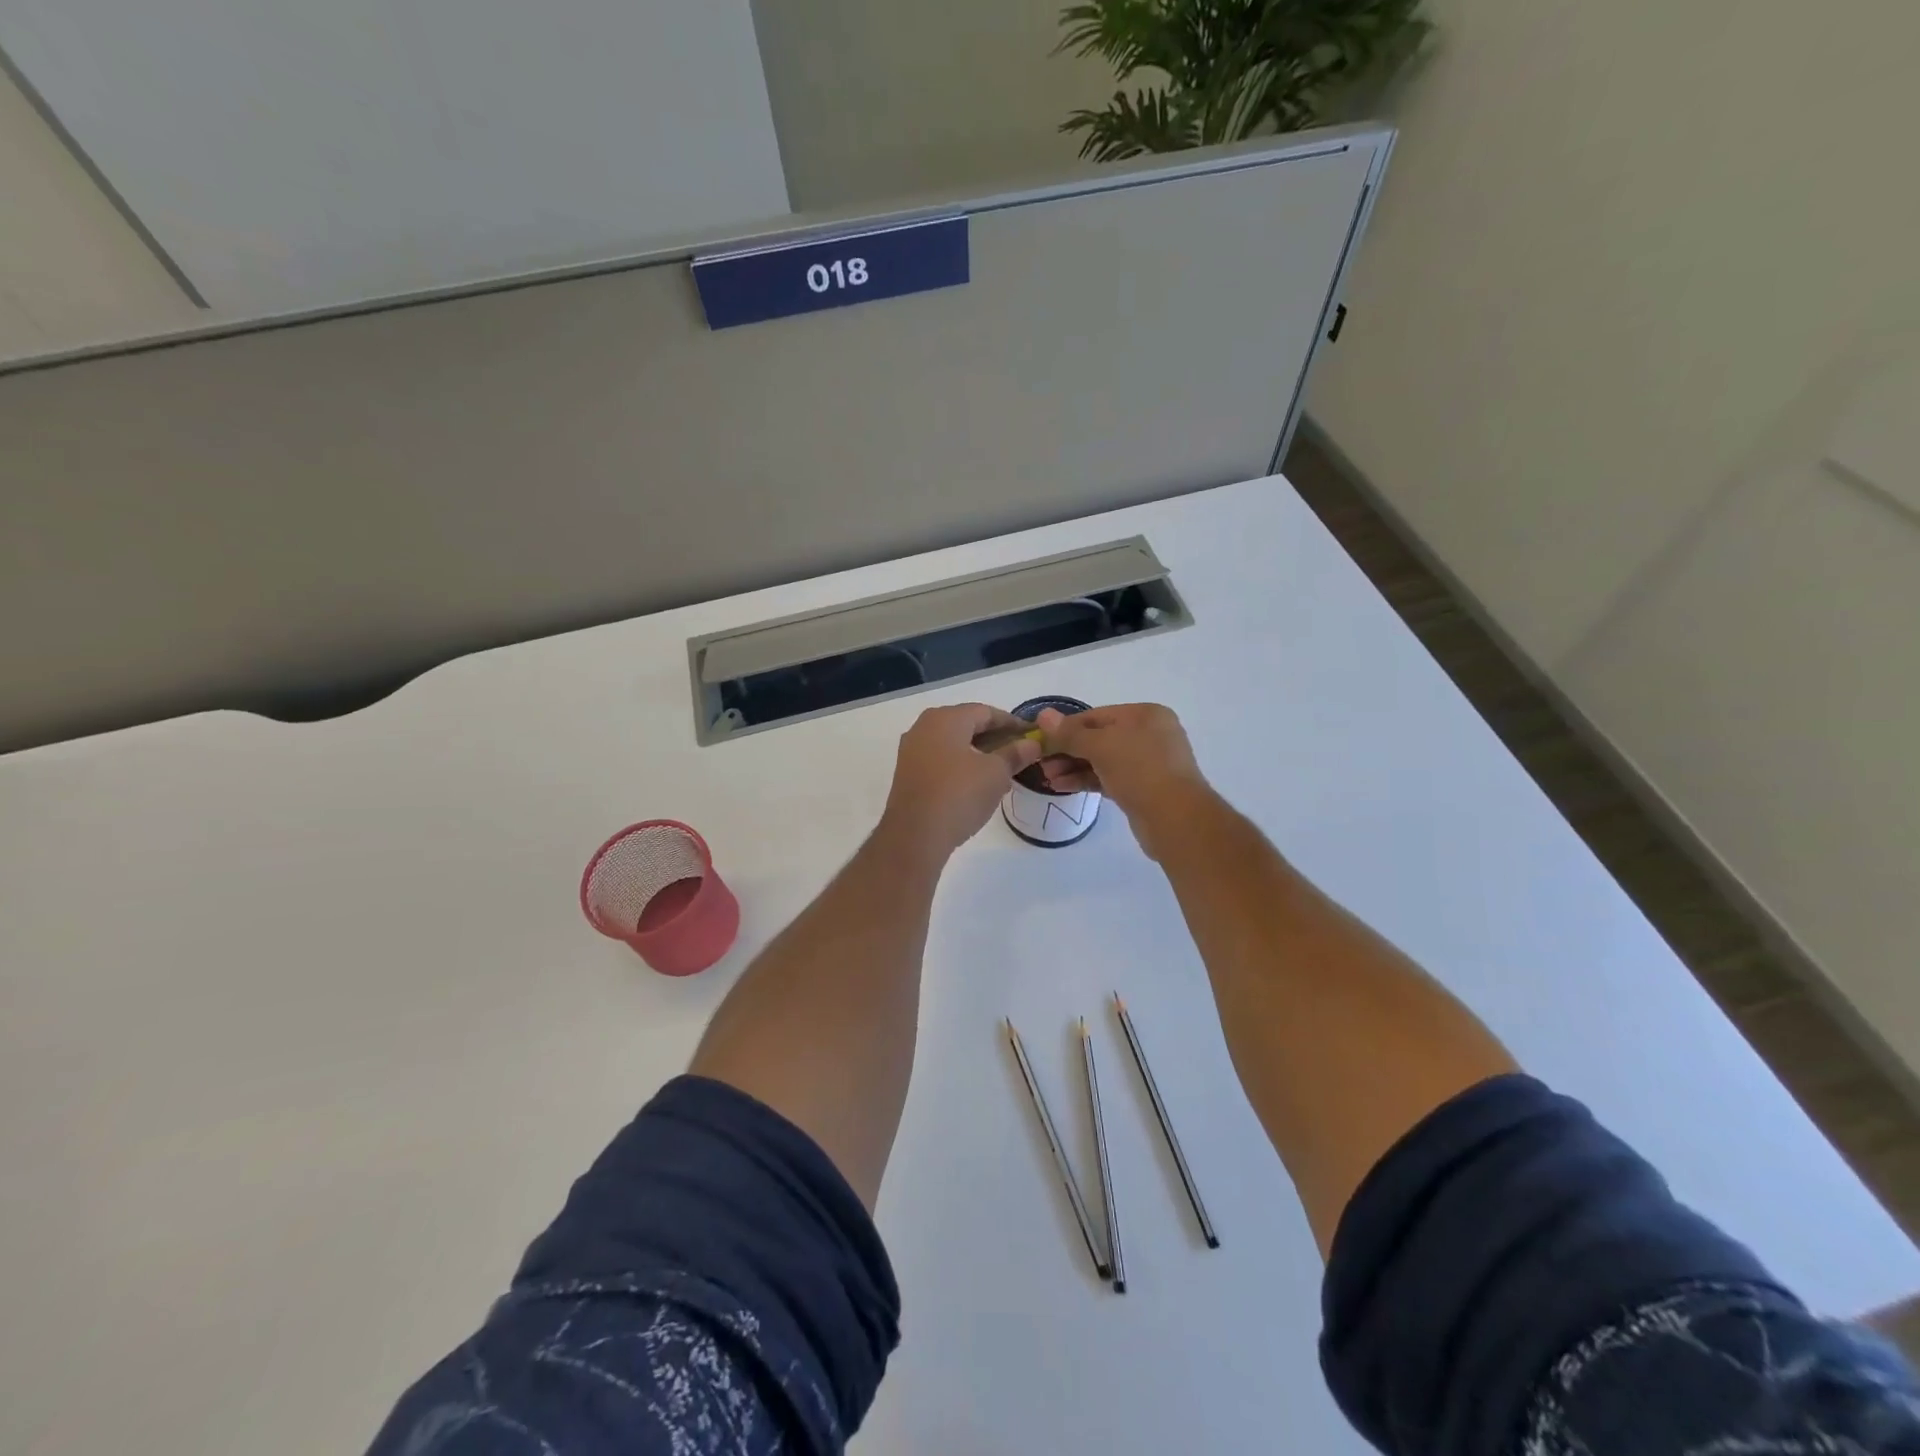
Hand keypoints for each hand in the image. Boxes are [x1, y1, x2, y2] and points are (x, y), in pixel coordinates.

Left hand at [878, 704, 1043, 861]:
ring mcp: (911, 751)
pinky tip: (977, 786)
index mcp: (945, 718)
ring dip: (978, 755)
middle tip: (1018, 755)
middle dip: (995, 739)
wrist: (915, 835)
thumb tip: (1032, 744)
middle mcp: (924, 727)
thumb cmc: (959, 794)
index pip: (985, 711)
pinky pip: (940, 761)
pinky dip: (961, 767)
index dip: (1011, 722)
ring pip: (953, 745)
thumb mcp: (996, 773)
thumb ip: (1015, 754)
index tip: (1031, 736)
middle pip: (967, 725)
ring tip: (1002, 773)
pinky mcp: (907, 774)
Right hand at [1034, 703, 1211, 857]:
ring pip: (1102, 761)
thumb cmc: (1140, 770)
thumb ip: (1070, 733)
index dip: (1065, 728)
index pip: (1096, 716)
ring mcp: (1147, 764)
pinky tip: (1062, 787)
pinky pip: (1107, 779)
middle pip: (1098, 738)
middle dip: (1067, 750)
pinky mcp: (1142, 790)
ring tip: (1047, 779)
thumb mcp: (1101, 745)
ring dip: (1072, 767)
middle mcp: (1149, 735)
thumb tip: (1043, 716)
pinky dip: (1085, 780)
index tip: (1040, 740)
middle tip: (1040, 764)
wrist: (1176, 819)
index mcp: (1145, 715)